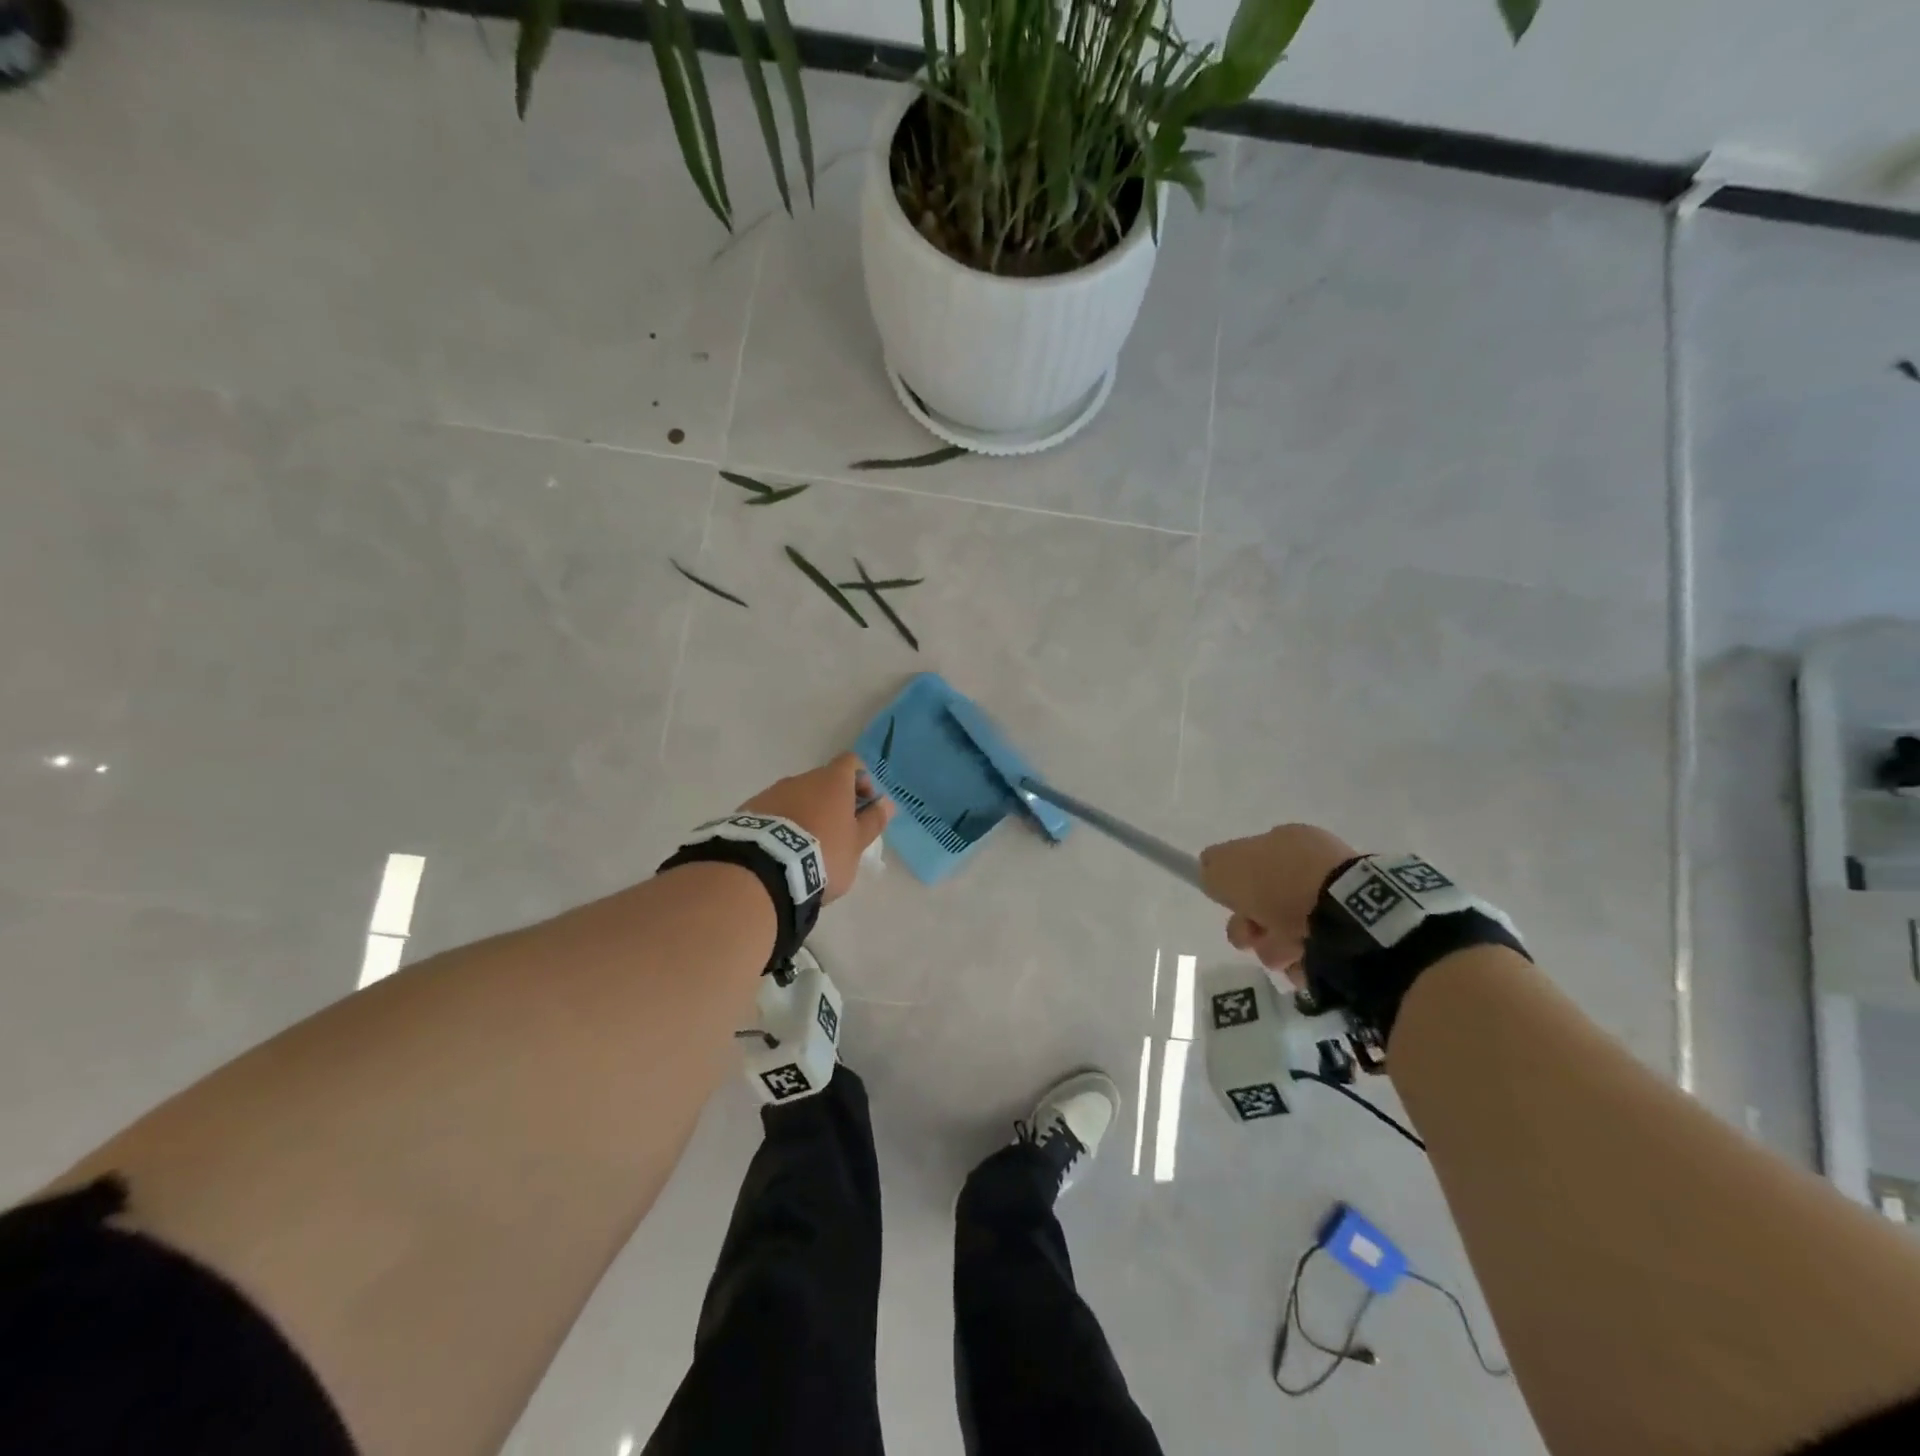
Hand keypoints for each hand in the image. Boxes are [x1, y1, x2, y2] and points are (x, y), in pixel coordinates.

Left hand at [740, 753, 894, 902]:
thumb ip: (872, 821)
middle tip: (838, 832)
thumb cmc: (823, 853)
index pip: (851, 762)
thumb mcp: (856, 844)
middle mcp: (802, 779)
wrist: (765, 869)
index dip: (861, 779)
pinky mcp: (750, 810)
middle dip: (833, 801)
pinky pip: (774, 811)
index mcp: (832, 781)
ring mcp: (773, 792)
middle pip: (823, 781)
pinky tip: (783, 850)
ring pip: (797, 796)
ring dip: (807, 813)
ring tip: (807, 846)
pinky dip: (783, 824)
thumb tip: (887, 803)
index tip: (864, 805)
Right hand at [1198, 824, 1356, 977]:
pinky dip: (1305, 959)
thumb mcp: (1226, 867)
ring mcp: (1337, 896)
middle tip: (1251, 937)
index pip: (1250, 862)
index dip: (1236, 887)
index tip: (1232, 906)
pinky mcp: (1354, 929)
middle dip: (1252, 924)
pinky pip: (1317, 948)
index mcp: (1288, 840)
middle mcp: (1313, 863)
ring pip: (1288, 927)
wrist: (1346, 913)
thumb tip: (1211, 874)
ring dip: (1275, 946)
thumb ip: (1212, 868)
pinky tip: (1303, 962)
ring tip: (1283, 954)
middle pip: (1267, 900)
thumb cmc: (1281, 882)